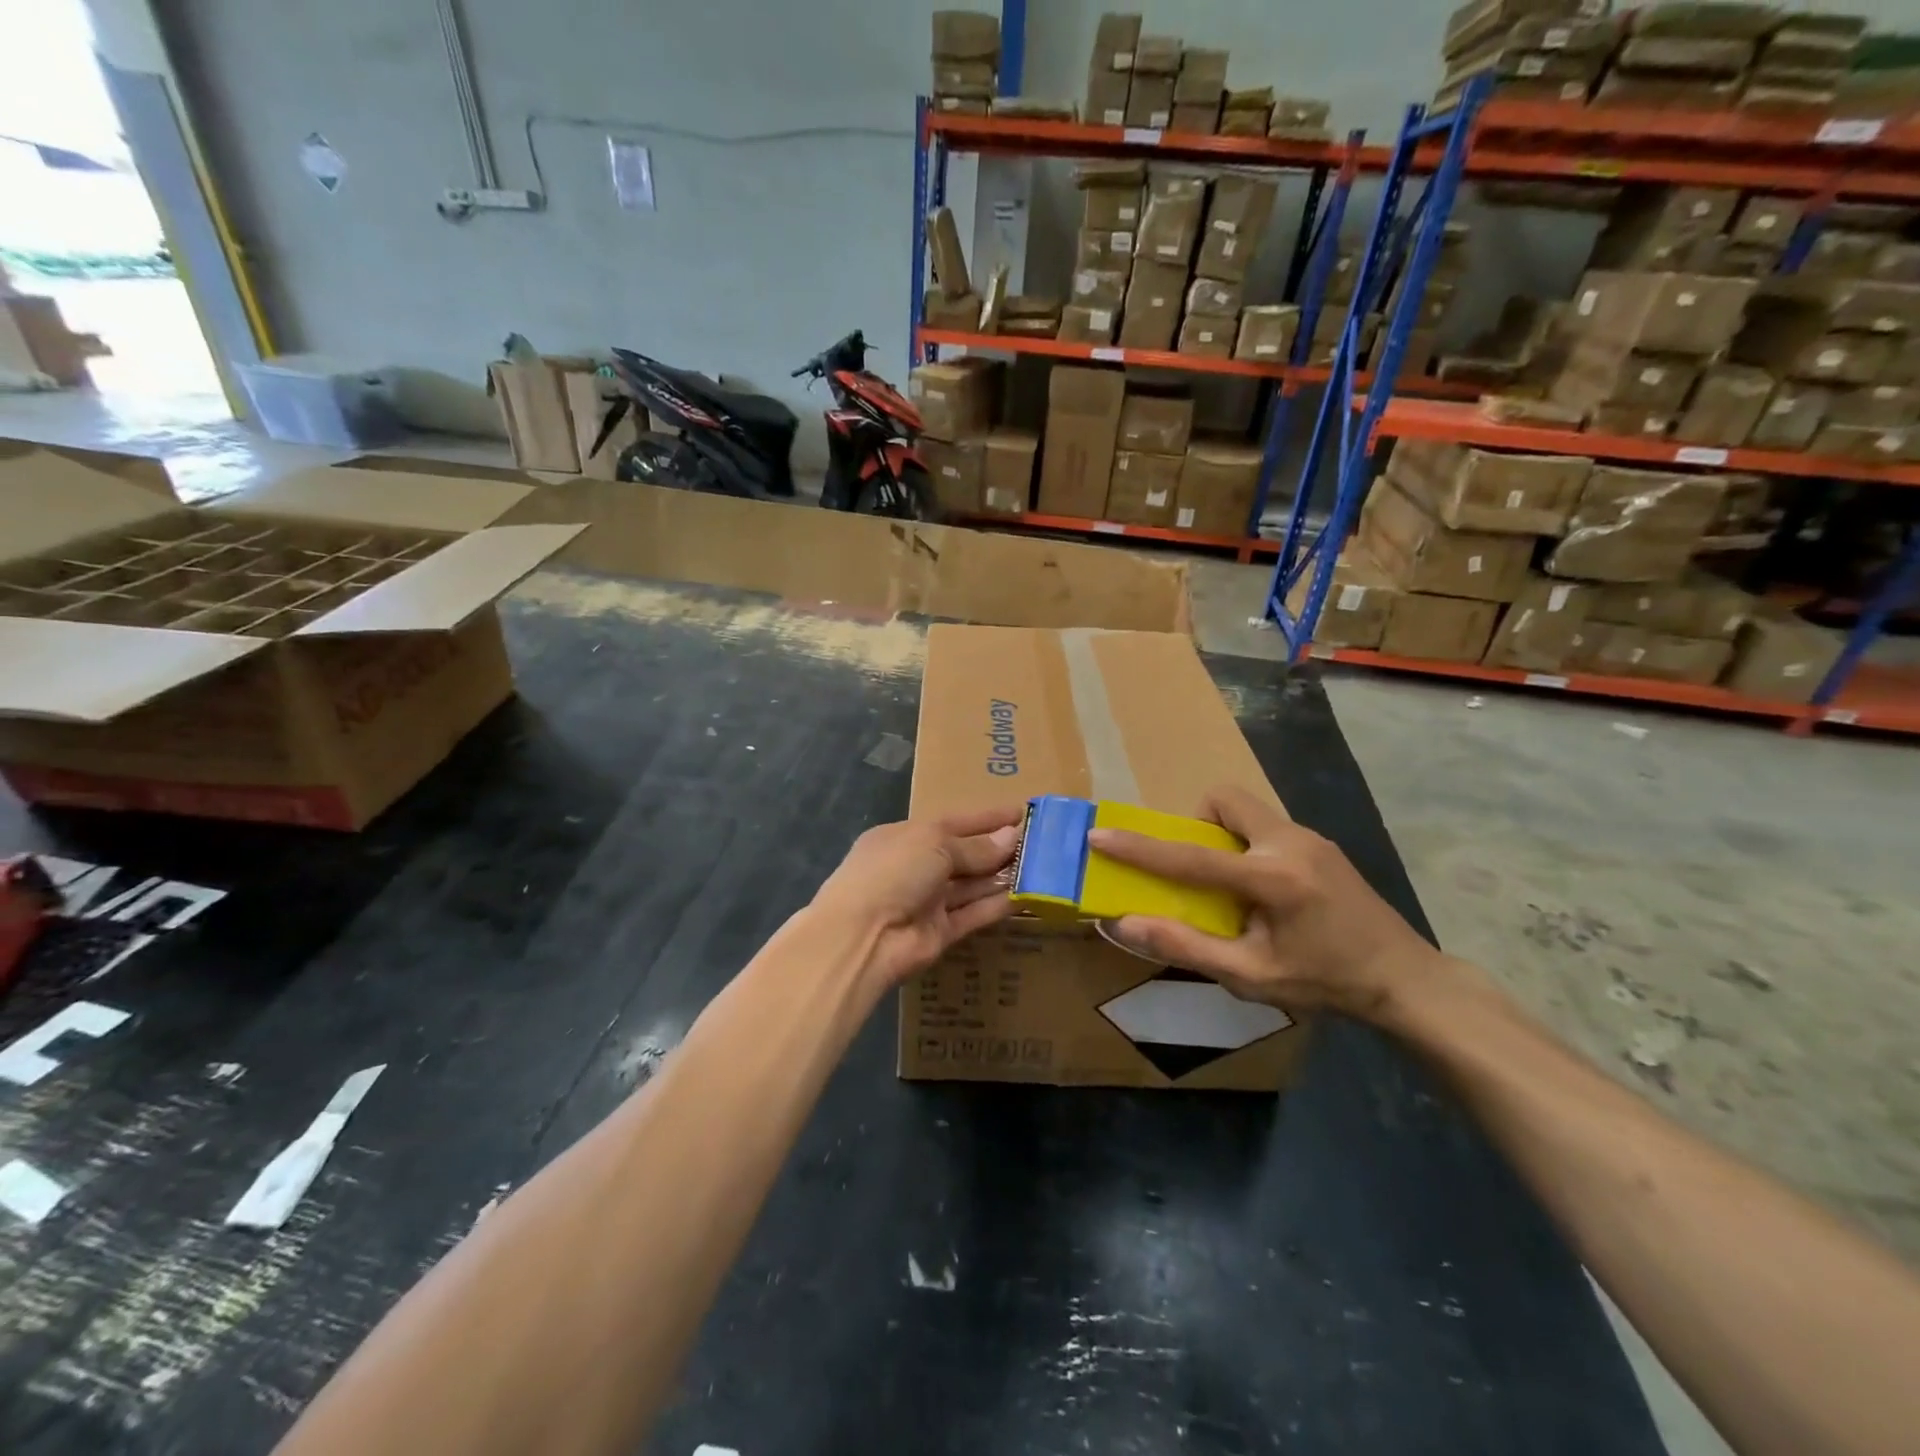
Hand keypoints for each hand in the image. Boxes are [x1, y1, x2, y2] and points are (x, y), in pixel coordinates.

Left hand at [811, 806, 1022, 988]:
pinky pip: (974, 914)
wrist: (862, 936)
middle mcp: (917, 866)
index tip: (1021, 812)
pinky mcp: (941, 932)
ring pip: (972, 885)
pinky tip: (1027, 895)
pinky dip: (998, 905)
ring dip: (1003, 875)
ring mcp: (928, 901)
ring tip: (1042, 866)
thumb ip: (974, 846)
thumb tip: (1011, 837)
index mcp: (907, 837)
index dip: (987, 818)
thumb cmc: (893, 872)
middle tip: (1041, 841)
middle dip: (999, 847)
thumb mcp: (934, 844)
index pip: (954, 822)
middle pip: (965, 854)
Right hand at [1087, 787, 1440, 1022]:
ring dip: (1223, 835)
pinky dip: (1247, 845)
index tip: (1100, 835)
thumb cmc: (1325, 982)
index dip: (1138, 849)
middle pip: (1224, 800)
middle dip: (1196, 823)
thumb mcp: (1251, 976)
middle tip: (1198, 868)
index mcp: (1272, 878)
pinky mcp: (1321, 844)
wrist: (1406, 979)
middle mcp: (1290, 843)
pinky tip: (1266, 892)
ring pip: (1246, 810)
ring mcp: (1310, 838)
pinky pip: (1267, 826)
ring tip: (1230, 885)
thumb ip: (1186, 946)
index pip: (1189, 857)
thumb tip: (1126, 924)